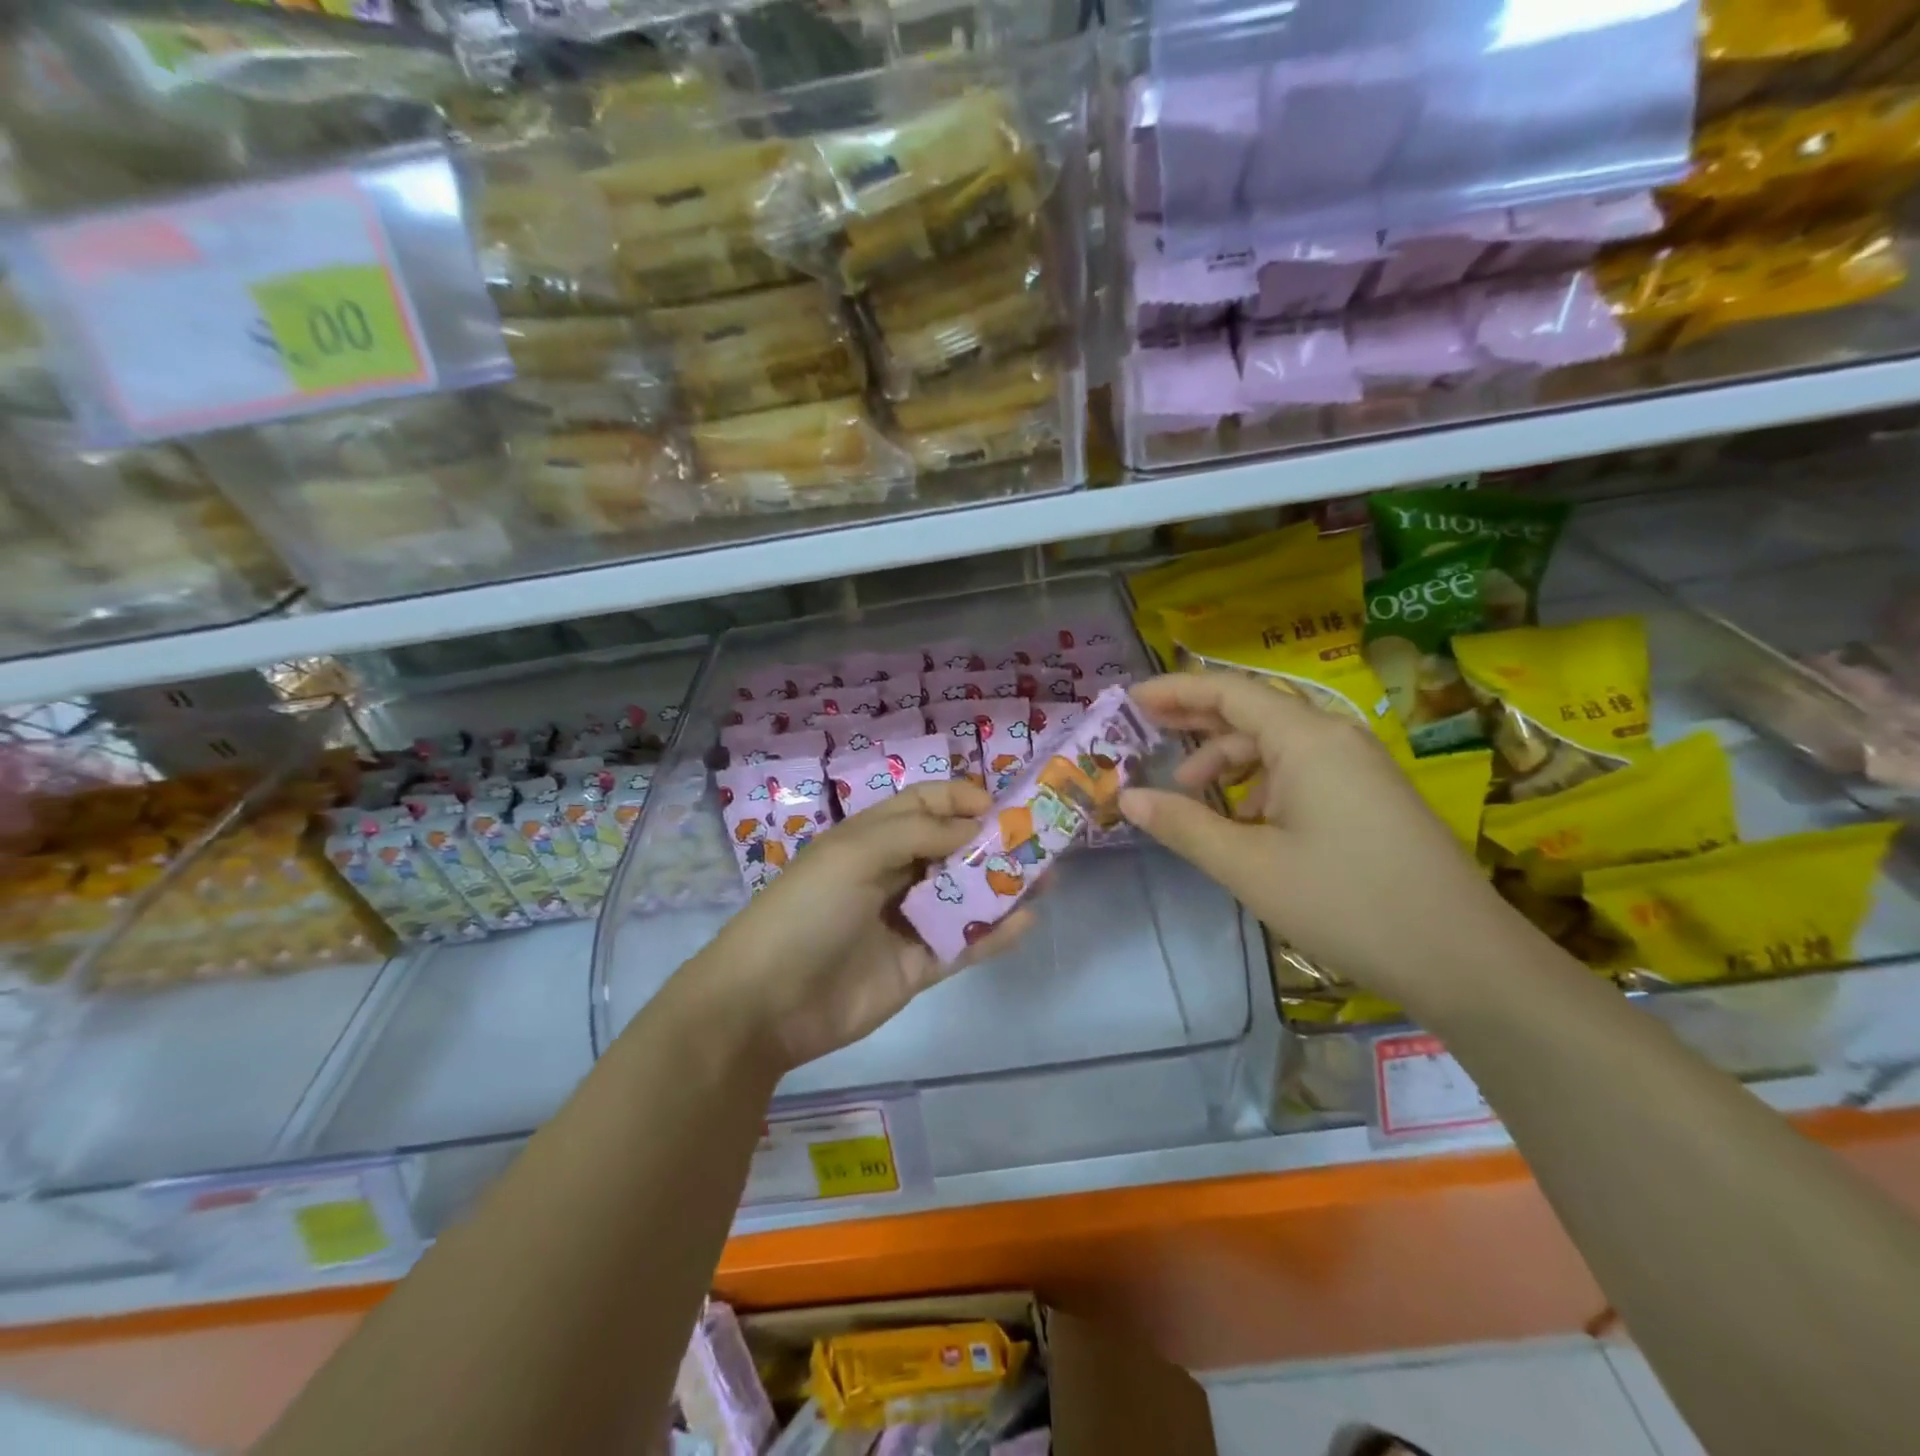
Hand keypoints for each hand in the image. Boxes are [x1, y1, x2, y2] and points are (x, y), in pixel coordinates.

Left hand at [686, 781, 1032, 1074]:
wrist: (766, 1004)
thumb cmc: (807, 911)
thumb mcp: (854, 854)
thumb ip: (917, 834)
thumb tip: (974, 825)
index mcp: (871, 838)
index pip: (925, 804)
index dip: (961, 800)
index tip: (1001, 807)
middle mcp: (893, 873)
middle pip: (951, 848)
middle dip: (993, 841)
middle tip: (1040, 839)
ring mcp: (907, 921)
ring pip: (964, 895)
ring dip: (1003, 884)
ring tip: (1047, 876)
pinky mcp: (919, 966)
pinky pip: (964, 943)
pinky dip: (995, 932)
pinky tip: (1026, 920)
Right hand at [1119, 671, 1510, 1012]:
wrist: (1464, 960)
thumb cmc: (1345, 902)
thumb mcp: (1248, 866)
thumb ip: (1183, 825)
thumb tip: (1127, 798)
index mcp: (1307, 739)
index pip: (1229, 691)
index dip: (1176, 690)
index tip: (1132, 699)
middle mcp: (1336, 738)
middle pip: (1253, 712)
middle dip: (1197, 721)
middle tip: (1146, 731)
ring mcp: (1360, 767)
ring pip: (1278, 746)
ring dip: (1229, 762)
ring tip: (1192, 795)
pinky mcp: (1372, 797)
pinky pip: (1304, 771)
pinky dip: (1263, 785)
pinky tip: (1247, 823)